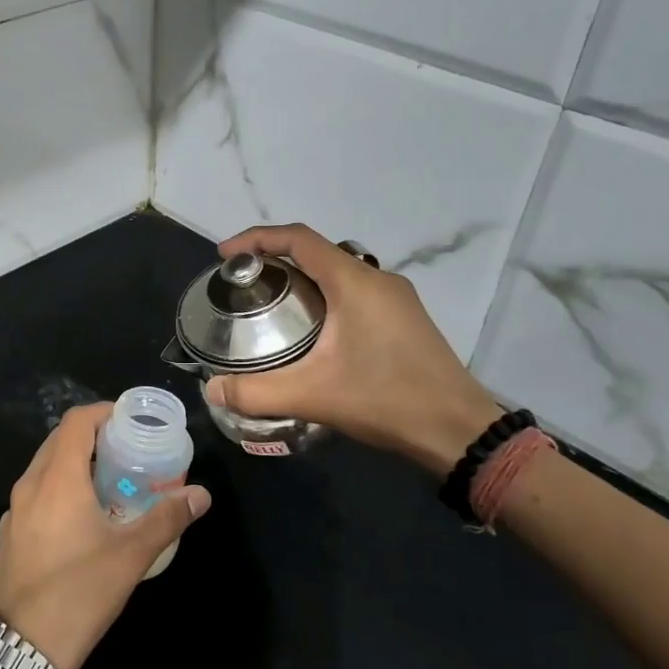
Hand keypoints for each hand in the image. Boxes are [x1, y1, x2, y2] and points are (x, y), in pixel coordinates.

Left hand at [0, 404, 209, 668]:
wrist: (23, 650)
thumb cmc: (80, 593)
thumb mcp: (131, 555)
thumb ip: (167, 519)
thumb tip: (201, 495)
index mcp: (57, 479)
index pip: (76, 422)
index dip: (103, 411)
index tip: (130, 419)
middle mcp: (29, 485)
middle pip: (59, 440)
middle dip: (93, 435)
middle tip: (127, 447)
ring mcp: (14, 511)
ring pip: (44, 467)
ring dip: (75, 462)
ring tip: (109, 478)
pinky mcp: (10, 535)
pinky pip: (36, 493)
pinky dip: (59, 487)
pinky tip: (82, 515)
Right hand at [204, 224, 503, 475]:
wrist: (458, 430)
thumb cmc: (386, 400)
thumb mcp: (313, 396)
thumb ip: (256, 392)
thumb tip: (211, 390)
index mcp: (353, 282)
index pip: (298, 239)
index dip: (257, 238)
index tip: (226, 255)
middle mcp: (377, 279)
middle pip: (318, 252)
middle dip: (276, 259)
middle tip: (246, 284)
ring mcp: (397, 298)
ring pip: (339, 271)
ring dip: (304, 278)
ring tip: (273, 304)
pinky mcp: (406, 318)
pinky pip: (356, 291)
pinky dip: (326, 295)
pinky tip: (314, 330)